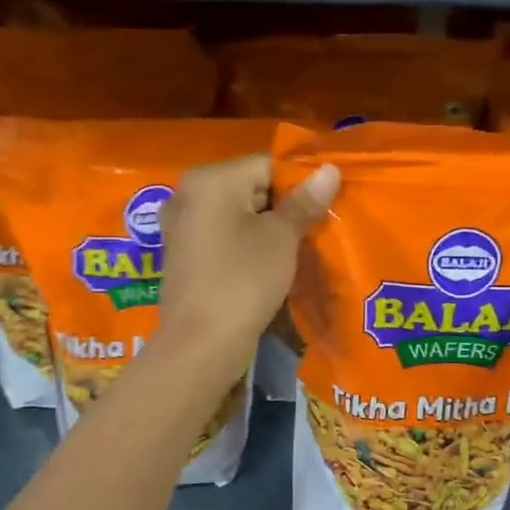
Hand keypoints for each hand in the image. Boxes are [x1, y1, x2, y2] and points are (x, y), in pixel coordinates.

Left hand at [158, 154, 339, 365]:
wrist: (201, 344)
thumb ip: (304, 202)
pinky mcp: (181, 256)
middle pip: (248, 188)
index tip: (321, 210)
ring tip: (293, 252)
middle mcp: (187, 194)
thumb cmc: (243, 281)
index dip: (299, 184)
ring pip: (235, 216)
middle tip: (312, 233)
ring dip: (264, 230)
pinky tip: (265, 268)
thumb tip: (329, 170)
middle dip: (281, 208)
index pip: (266, 165)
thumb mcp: (281, 239)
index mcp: (210, 179)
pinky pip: (220, 238)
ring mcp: (180, 227)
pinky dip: (243, 247)